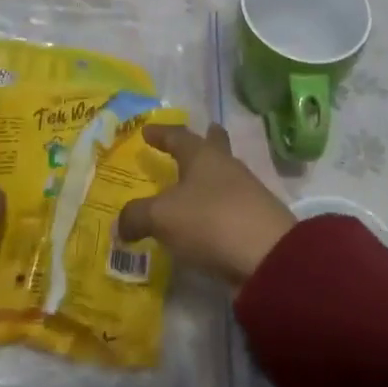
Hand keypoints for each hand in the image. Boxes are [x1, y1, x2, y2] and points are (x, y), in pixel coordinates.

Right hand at [115, 125, 295, 288]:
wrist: (267, 256)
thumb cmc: (210, 221)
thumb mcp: (162, 218)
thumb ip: (137, 217)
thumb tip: (120, 224)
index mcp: (202, 155)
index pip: (179, 136)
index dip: (162, 134)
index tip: (148, 130)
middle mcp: (226, 166)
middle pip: (215, 146)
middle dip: (206, 140)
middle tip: (201, 133)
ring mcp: (246, 191)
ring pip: (225, 174)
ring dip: (211, 175)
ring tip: (196, 183)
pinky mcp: (256, 218)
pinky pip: (231, 203)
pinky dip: (218, 205)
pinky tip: (209, 218)